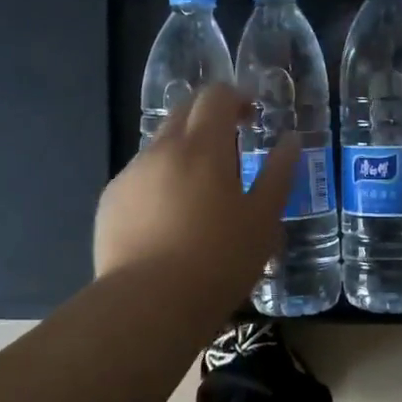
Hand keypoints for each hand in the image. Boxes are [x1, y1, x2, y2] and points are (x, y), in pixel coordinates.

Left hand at [95, 84, 299, 309]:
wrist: (147, 305)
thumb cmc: (217, 261)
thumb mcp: (263, 220)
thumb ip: (279, 174)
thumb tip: (290, 140)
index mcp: (202, 146)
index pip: (215, 96)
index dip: (236, 98)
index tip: (252, 117)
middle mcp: (161, 149)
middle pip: (184, 111)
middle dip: (209, 118)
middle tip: (232, 148)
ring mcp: (131, 174)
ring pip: (160, 145)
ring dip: (184, 152)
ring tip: (201, 193)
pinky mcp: (111, 202)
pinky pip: (140, 177)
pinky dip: (160, 182)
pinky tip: (169, 221)